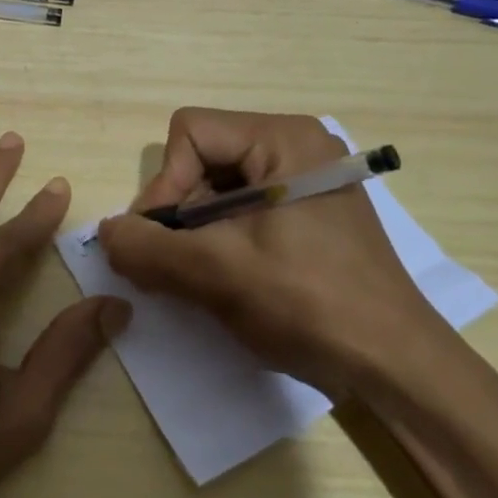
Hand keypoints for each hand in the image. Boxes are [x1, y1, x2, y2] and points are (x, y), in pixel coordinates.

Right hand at [96, 107, 444, 401]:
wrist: (394, 364)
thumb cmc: (308, 303)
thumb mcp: (216, 273)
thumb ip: (148, 247)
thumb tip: (104, 232)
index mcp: (284, 138)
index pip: (190, 133)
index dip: (165, 185)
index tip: (164, 241)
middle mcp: (297, 145)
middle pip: (203, 158)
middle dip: (181, 212)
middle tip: (179, 265)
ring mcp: (307, 179)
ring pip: (219, 186)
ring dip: (198, 231)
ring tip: (203, 278)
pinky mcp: (310, 211)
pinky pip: (244, 208)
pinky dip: (222, 239)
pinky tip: (228, 278)